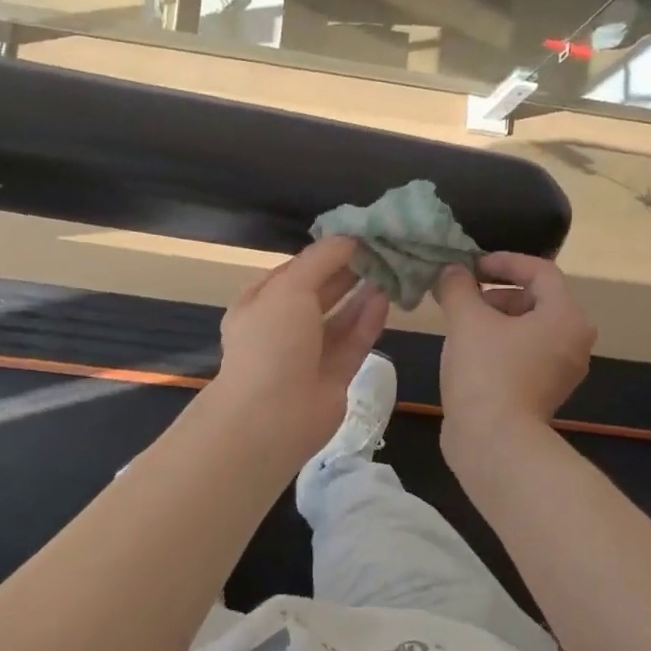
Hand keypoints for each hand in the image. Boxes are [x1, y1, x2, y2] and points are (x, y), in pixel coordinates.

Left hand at [210, 236, 390, 458]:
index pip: (296, 270)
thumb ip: (321, 260)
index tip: (359, 234)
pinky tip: (386, 298)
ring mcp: (308, 354)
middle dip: (347, 271)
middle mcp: (282, 327)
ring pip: (339, 318)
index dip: (325, 252)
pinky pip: (353, 342)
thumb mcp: (289, 288)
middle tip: (382, 249)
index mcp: (260, 303)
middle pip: (319, 292)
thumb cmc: (272, 342)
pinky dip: (368, 320)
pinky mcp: (333, 376)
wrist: (271, 417)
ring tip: (390, 269)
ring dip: (361, 294)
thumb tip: (349, 237)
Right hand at [435, 252, 595, 445]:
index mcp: (566, 317)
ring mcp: (562, 370)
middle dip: (495, 293)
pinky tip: (469, 352)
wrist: (494, 442)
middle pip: (536, 299)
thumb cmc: (486, 372)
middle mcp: (574, 341)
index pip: (540, 271)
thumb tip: (452, 271)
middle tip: (461, 297)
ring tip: (459, 324)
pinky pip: (524, 353)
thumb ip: (458, 287)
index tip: (471, 266)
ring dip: (494, 319)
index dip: (504, 261)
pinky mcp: (545, 392)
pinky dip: (500, 344)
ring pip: (528, 328)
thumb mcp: (466, 320)